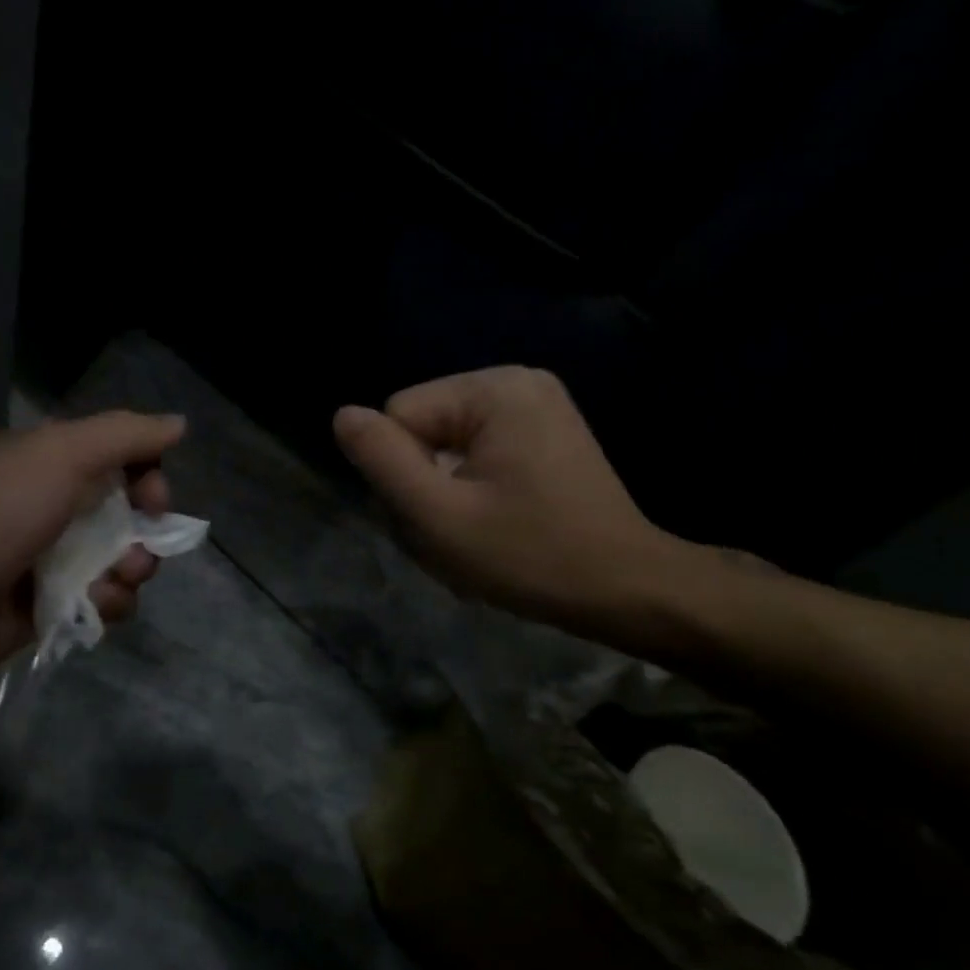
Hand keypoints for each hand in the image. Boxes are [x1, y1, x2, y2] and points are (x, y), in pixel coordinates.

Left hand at [0, 411, 186, 703]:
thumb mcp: (60, 455)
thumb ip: (124, 436)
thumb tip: (179, 423)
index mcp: (47, 462)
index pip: (119, 458)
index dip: (148, 474)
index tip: (154, 498)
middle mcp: (50, 506)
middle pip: (127, 512)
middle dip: (147, 530)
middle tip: (137, 547)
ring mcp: (48, 561)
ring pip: (121, 560)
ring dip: (132, 570)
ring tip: (112, 581)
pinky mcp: (47, 609)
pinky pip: (102, 602)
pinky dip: (108, 603)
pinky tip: (91, 606)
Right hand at [333, 367, 689, 646]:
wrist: (626, 589)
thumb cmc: (530, 556)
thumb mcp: (440, 516)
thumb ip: (383, 461)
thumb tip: (342, 415)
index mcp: (493, 388)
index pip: (400, 417)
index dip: (404, 474)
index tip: (441, 518)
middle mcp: (515, 380)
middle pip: (422, 427)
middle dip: (425, 482)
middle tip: (457, 533)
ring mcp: (535, 404)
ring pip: (444, 443)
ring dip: (445, 491)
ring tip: (477, 532)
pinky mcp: (545, 430)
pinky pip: (476, 450)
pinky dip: (471, 487)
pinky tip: (494, 521)